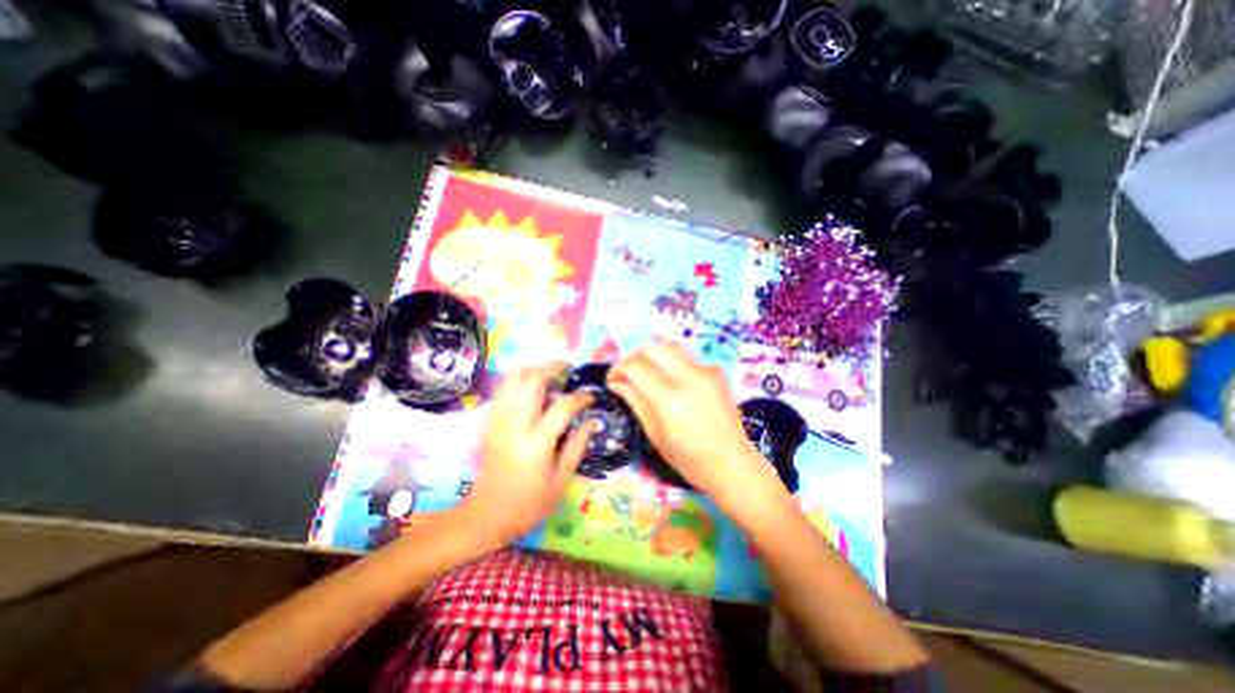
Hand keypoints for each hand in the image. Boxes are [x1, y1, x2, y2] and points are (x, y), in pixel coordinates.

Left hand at [452, 363, 598, 550]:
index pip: (562, 407)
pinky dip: (518, 380)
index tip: (591, 397)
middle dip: (553, 368)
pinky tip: (530, 388)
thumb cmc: (528, 504)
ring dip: (533, 370)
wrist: (485, 516)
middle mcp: (514, 425)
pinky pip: (502, 389)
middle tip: (568, 369)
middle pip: (532, 380)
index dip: (581, 398)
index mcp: (536, 444)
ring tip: (550, 374)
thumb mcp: (560, 481)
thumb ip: (577, 446)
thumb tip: (593, 422)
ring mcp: (497, 421)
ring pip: (513, 378)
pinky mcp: (488, 422)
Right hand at [606, 341, 779, 509]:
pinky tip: (673, 384)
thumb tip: (616, 382)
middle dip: (635, 356)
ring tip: (647, 375)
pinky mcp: (716, 371)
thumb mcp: (654, 433)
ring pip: (671, 347)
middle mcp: (689, 376)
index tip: (612, 379)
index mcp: (670, 398)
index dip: (618, 369)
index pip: (636, 367)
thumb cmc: (689, 458)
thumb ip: (635, 401)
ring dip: (653, 357)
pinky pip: (687, 358)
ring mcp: (706, 371)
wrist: (732, 463)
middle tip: (628, 373)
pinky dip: (673, 365)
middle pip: (653, 346)